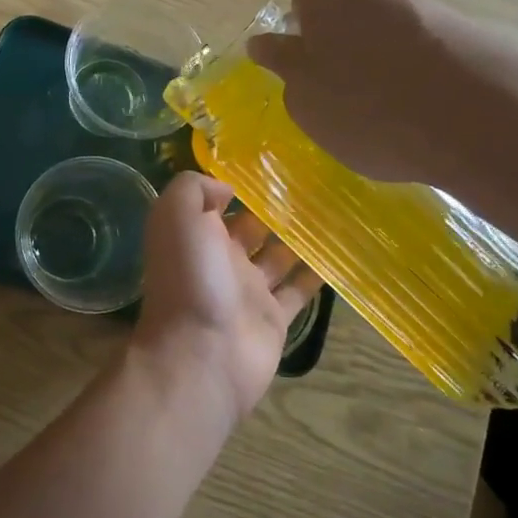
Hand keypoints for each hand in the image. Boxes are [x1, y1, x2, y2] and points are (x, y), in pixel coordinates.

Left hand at [132, 172, 320, 424]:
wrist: (201, 354)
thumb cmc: (189, 278)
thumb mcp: (176, 217)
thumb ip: (194, 190)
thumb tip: (226, 188)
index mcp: (195, 235)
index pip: (217, 202)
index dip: (238, 184)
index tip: (272, 163)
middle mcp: (221, 259)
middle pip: (252, 227)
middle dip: (275, 208)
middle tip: (314, 183)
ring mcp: (248, 291)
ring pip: (278, 256)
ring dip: (300, 237)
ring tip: (333, 210)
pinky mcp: (274, 318)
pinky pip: (298, 290)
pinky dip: (316, 274)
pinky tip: (341, 251)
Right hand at [246, 0, 517, 220]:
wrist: (485, 121)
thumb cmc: (370, 110)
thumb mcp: (307, 100)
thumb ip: (285, 66)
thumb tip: (266, 43)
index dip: (300, 24)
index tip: (306, 61)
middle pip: (349, 1)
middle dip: (341, 34)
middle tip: (342, 83)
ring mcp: (428, 0)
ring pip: (389, 20)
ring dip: (381, 50)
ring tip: (387, 101)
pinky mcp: (469, 25)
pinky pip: (427, 39)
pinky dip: (419, 63)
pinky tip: (425, 104)